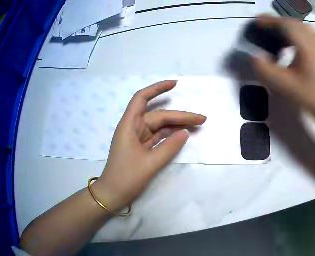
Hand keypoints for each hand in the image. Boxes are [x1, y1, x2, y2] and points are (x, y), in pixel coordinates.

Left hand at [92, 81, 205, 210]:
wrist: (113, 194)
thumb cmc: (126, 177)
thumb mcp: (149, 163)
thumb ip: (169, 148)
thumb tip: (185, 133)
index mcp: (129, 125)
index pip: (142, 98)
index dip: (157, 88)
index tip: (175, 84)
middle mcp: (134, 128)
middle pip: (157, 115)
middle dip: (179, 116)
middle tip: (201, 119)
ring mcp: (138, 138)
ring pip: (159, 127)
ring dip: (176, 125)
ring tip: (196, 125)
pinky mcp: (141, 148)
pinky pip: (157, 137)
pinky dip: (169, 136)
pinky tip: (182, 135)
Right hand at [250, 15, 314, 119]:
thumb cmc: (309, 95)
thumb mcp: (282, 83)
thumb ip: (264, 68)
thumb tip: (254, 56)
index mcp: (306, 45)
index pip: (286, 24)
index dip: (270, 20)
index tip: (257, 20)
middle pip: (296, 23)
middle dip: (279, 22)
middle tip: (266, 25)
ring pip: (305, 29)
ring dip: (290, 28)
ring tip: (279, 34)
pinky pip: (311, 37)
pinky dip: (300, 35)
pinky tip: (295, 46)